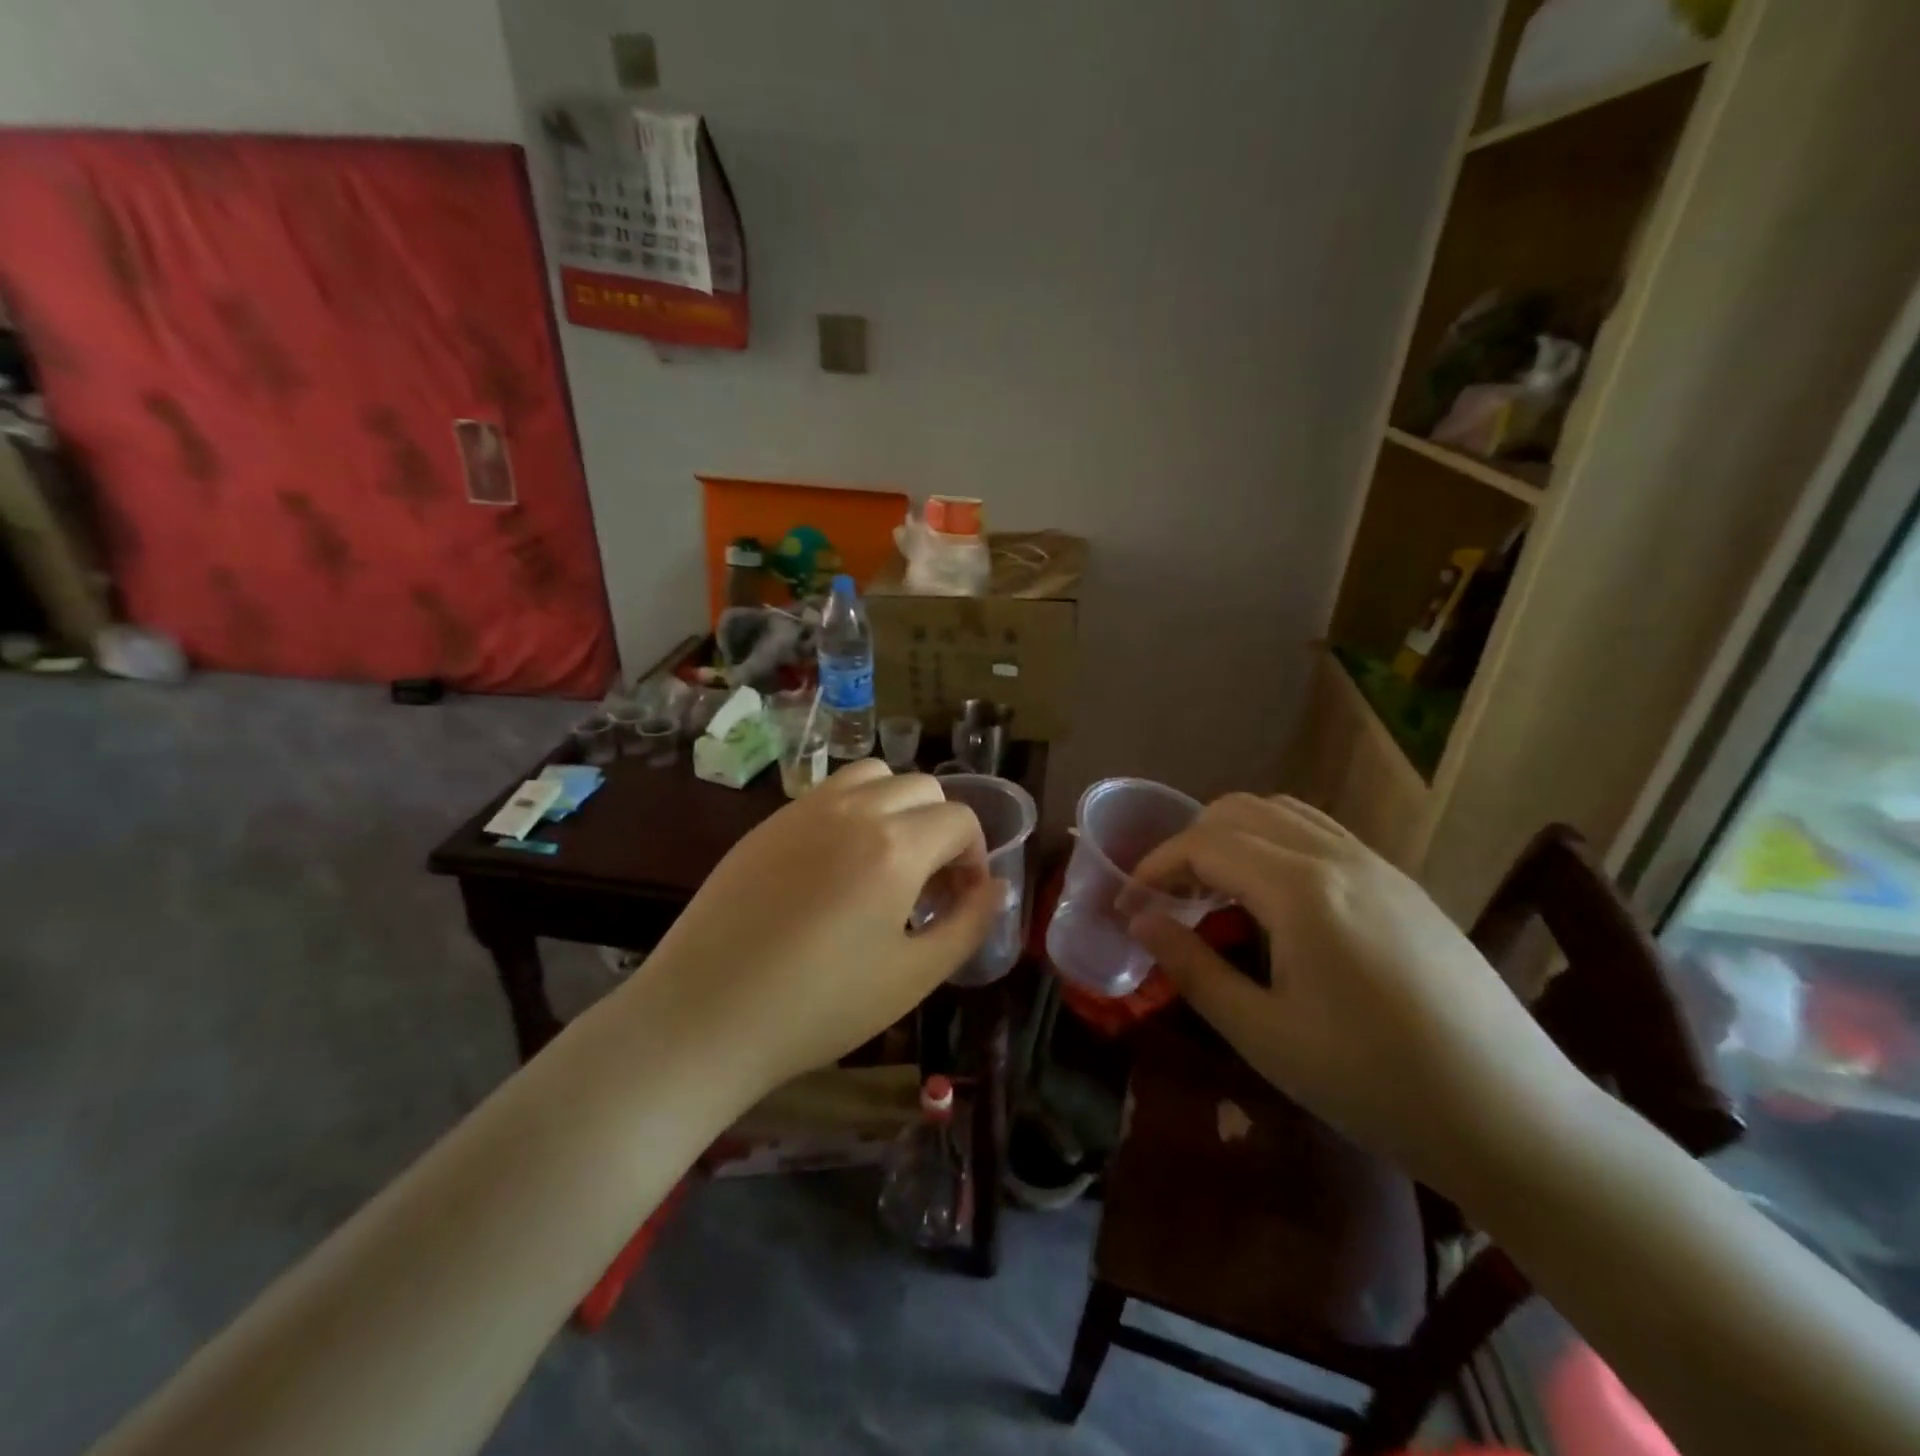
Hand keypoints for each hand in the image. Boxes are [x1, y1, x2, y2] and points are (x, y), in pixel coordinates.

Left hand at [630, 760, 1003, 1090]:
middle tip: (929, 884)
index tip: (962, 899)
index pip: (960, 819)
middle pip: (922, 788)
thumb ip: (968, 925)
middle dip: (941, 828)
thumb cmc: (819, 1005)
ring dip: (897, 806)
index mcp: (896, 845)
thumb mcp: (913, 977)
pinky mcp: (768, 822)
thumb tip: (996, 888)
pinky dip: (853, 810)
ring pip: (873, 775)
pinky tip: (836, 865)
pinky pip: (828, 793)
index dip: (975, 857)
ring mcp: (804, 809)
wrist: (705, 1015)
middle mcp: (854, 809)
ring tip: (886, 860)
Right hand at [1129, 794, 1589, 1191]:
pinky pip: (1321, 834)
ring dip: (1234, 837)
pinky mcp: (1402, 884)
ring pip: (1283, 813)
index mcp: (1300, 889)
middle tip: (1169, 898)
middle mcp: (1338, 856)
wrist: (1515, 1118)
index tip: (1129, 906)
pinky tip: (1276, 900)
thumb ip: (1193, 967)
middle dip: (1189, 844)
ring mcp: (1377, 864)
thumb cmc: (1374, 1083)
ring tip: (1216, 892)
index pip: (1204, 844)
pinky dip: (1276, 844)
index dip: (1154, 867)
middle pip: (1239, 812)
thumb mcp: (1264, 1034)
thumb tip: (1141, 922)